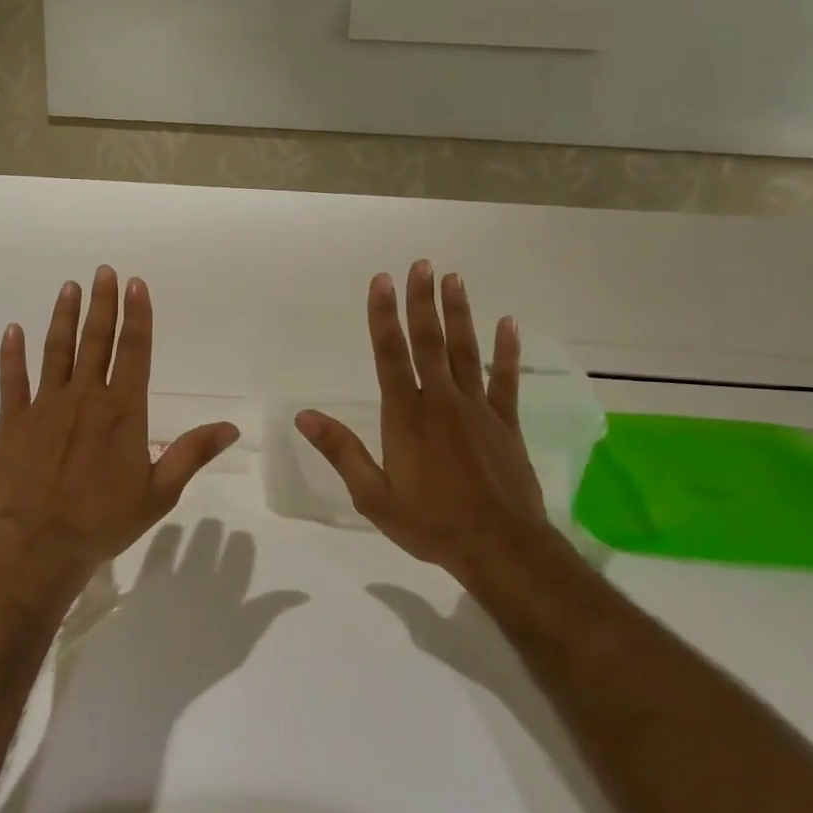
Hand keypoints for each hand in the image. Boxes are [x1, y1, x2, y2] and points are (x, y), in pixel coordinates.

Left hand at [0, 266, 239, 581]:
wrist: (39, 545)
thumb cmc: (104, 520)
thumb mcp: (159, 492)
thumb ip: (192, 453)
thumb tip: (231, 427)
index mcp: (122, 411)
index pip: (134, 351)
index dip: (137, 315)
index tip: (136, 284)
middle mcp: (86, 397)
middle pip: (97, 340)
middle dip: (102, 304)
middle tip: (103, 271)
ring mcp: (46, 406)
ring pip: (57, 350)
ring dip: (64, 317)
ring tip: (69, 287)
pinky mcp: (14, 421)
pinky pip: (14, 380)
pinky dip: (12, 354)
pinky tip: (13, 330)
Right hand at [295, 261, 545, 577]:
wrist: (500, 548)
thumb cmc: (431, 523)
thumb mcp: (374, 496)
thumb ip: (341, 452)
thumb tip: (304, 416)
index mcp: (406, 416)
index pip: (390, 355)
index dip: (383, 316)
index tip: (381, 281)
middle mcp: (441, 401)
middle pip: (429, 342)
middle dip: (422, 301)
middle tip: (422, 264)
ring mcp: (477, 409)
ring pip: (466, 351)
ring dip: (459, 314)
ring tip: (455, 279)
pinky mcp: (505, 423)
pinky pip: (505, 380)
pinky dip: (506, 351)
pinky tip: (509, 323)